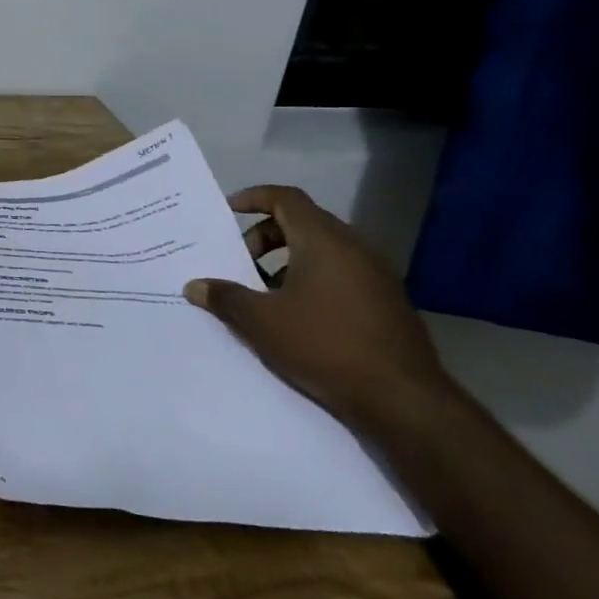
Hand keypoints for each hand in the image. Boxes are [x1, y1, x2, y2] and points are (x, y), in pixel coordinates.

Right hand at [182, 185, 453, 433]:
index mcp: (322, 240)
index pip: (285, 198)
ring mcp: (376, 275)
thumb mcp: (261, 322)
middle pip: (303, 222)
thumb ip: (225, 297)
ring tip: (266, 292)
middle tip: (241, 262)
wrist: (404, 400)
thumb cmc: (324, 345)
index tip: (228, 211)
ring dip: (289, 260)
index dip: (254, 197)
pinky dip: (314, 279)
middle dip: (266, 236)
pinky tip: (299, 315)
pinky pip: (342, 274)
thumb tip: (194, 286)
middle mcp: (353, 247)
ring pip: (324, 250)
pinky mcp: (389, 303)